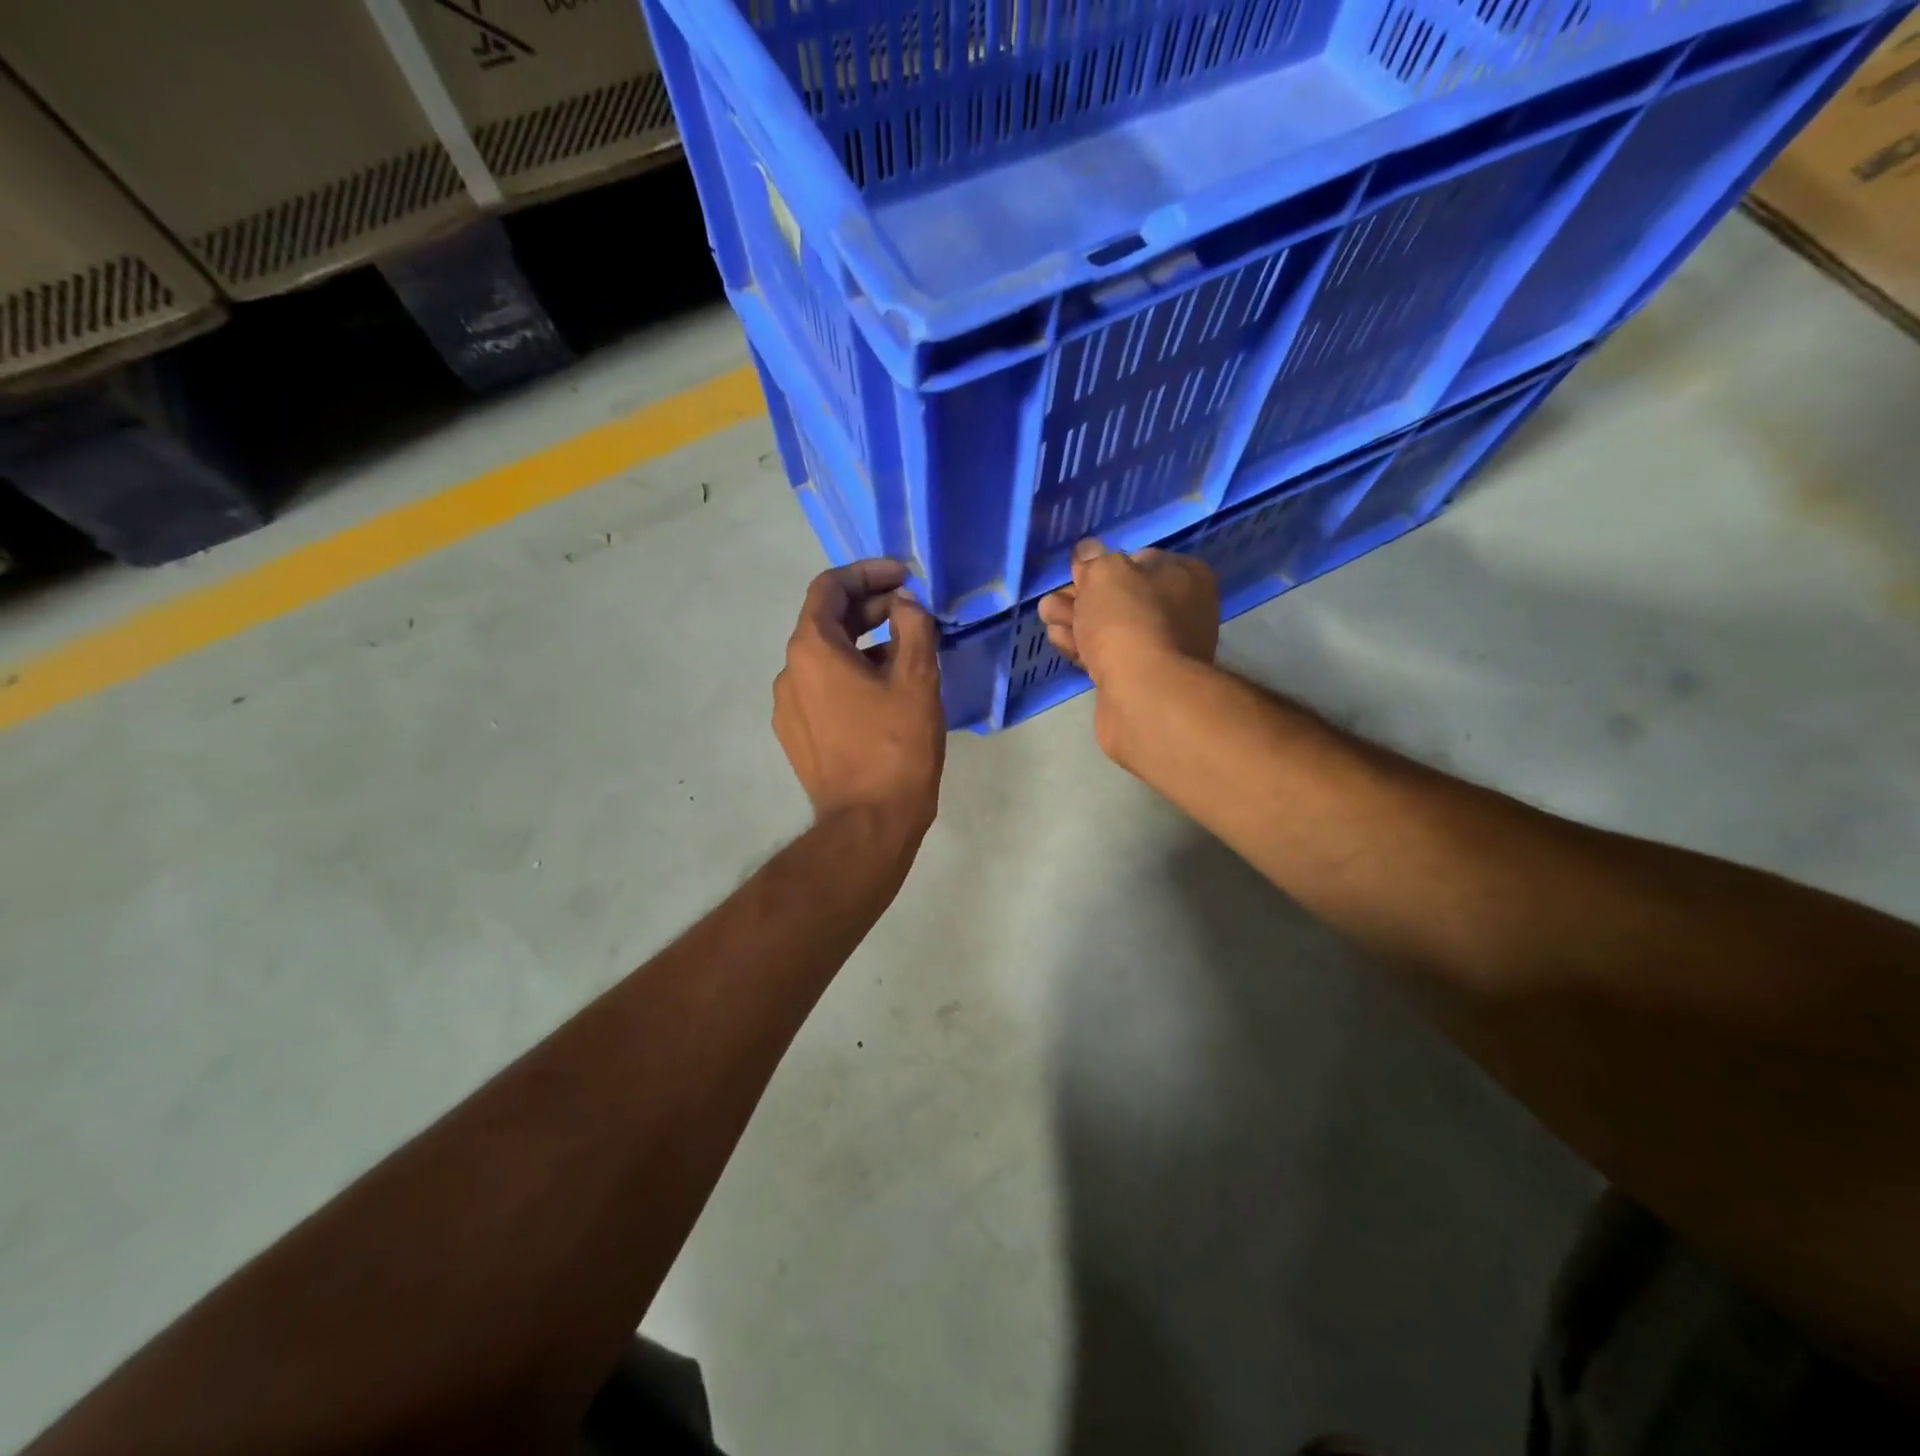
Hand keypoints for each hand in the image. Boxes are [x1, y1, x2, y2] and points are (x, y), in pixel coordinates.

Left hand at [773, 560, 944, 838]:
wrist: (867, 824)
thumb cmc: (895, 747)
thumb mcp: (917, 679)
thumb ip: (912, 626)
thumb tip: (904, 603)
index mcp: (812, 649)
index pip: (830, 588)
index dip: (868, 574)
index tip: (904, 577)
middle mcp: (789, 671)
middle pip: (826, 621)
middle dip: (870, 609)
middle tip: (912, 613)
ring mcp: (788, 706)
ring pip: (825, 657)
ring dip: (863, 644)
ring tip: (906, 653)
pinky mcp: (796, 734)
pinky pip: (822, 688)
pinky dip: (850, 675)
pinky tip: (884, 692)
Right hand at [1037, 538, 1218, 684]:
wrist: (1143, 694)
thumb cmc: (1129, 621)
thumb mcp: (1105, 573)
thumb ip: (1093, 560)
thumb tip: (1088, 551)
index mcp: (1185, 577)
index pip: (1140, 560)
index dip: (1103, 565)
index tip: (1076, 573)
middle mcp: (1182, 611)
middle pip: (1122, 597)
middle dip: (1083, 596)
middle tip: (1052, 599)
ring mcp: (1163, 649)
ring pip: (1112, 627)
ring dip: (1077, 620)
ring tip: (1046, 615)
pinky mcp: (1141, 679)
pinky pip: (1108, 655)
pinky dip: (1083, 646)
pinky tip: (1058, 639)